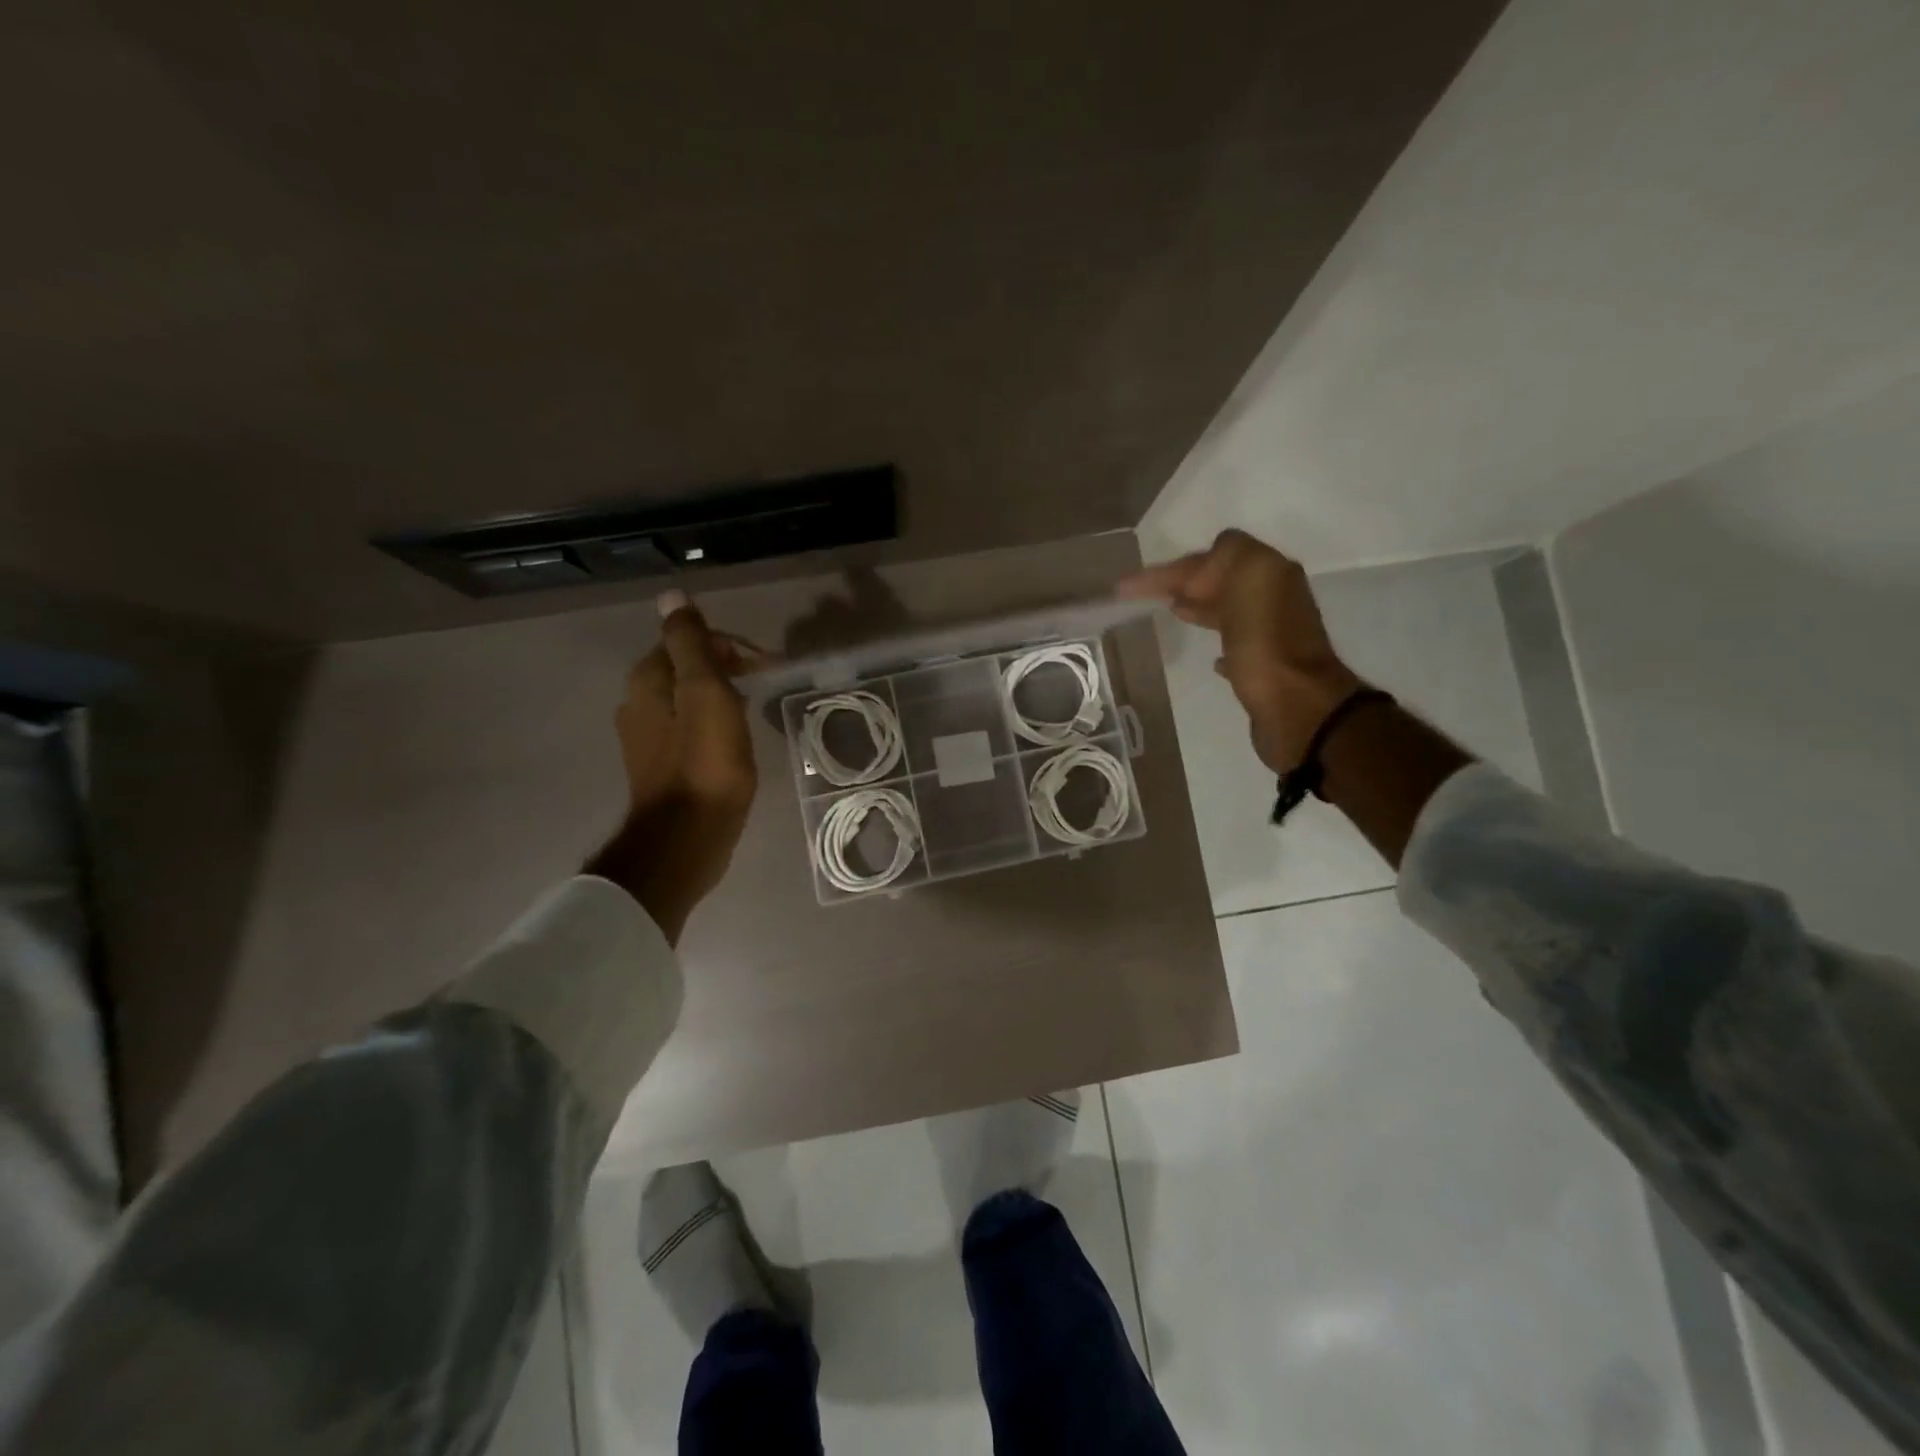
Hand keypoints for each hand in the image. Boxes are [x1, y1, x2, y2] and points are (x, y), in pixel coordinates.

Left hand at [588, 591, 767, 942]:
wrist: (686, 838)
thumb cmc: (704, 763)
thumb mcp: (705, 692)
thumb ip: (690, 643)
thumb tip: (671, 595)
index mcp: (648, 681)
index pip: (687, 641)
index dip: (729, 646)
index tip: (766, 667)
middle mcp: (639, 704)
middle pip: (687, 668)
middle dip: (728, 670)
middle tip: (765, 686)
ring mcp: (648, 739)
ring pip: (689, 700)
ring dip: (722, 698)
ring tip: (754, 713)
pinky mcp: (662, 768)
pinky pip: (690, 730)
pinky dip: (714, 725)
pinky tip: (734, 743)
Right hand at [1121, 529, 1364, 773]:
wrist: (1296, 707)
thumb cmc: (1266, 644)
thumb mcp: (1249, 579)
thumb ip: (1229, 555)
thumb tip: (1205, 566)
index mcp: (1270, 573)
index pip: (1218, 554)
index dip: (1177, 567)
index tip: (1136, 587)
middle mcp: (1274, 598)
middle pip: (1223, 580)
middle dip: (1186, 583)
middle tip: (1147, 596)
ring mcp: (1271, 634)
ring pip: (1229, 609)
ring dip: (1201, 606)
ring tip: (1171, 612)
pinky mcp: (1265, 668)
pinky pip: (1237, 645)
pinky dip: (1218, 641)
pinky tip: (1209, 655)